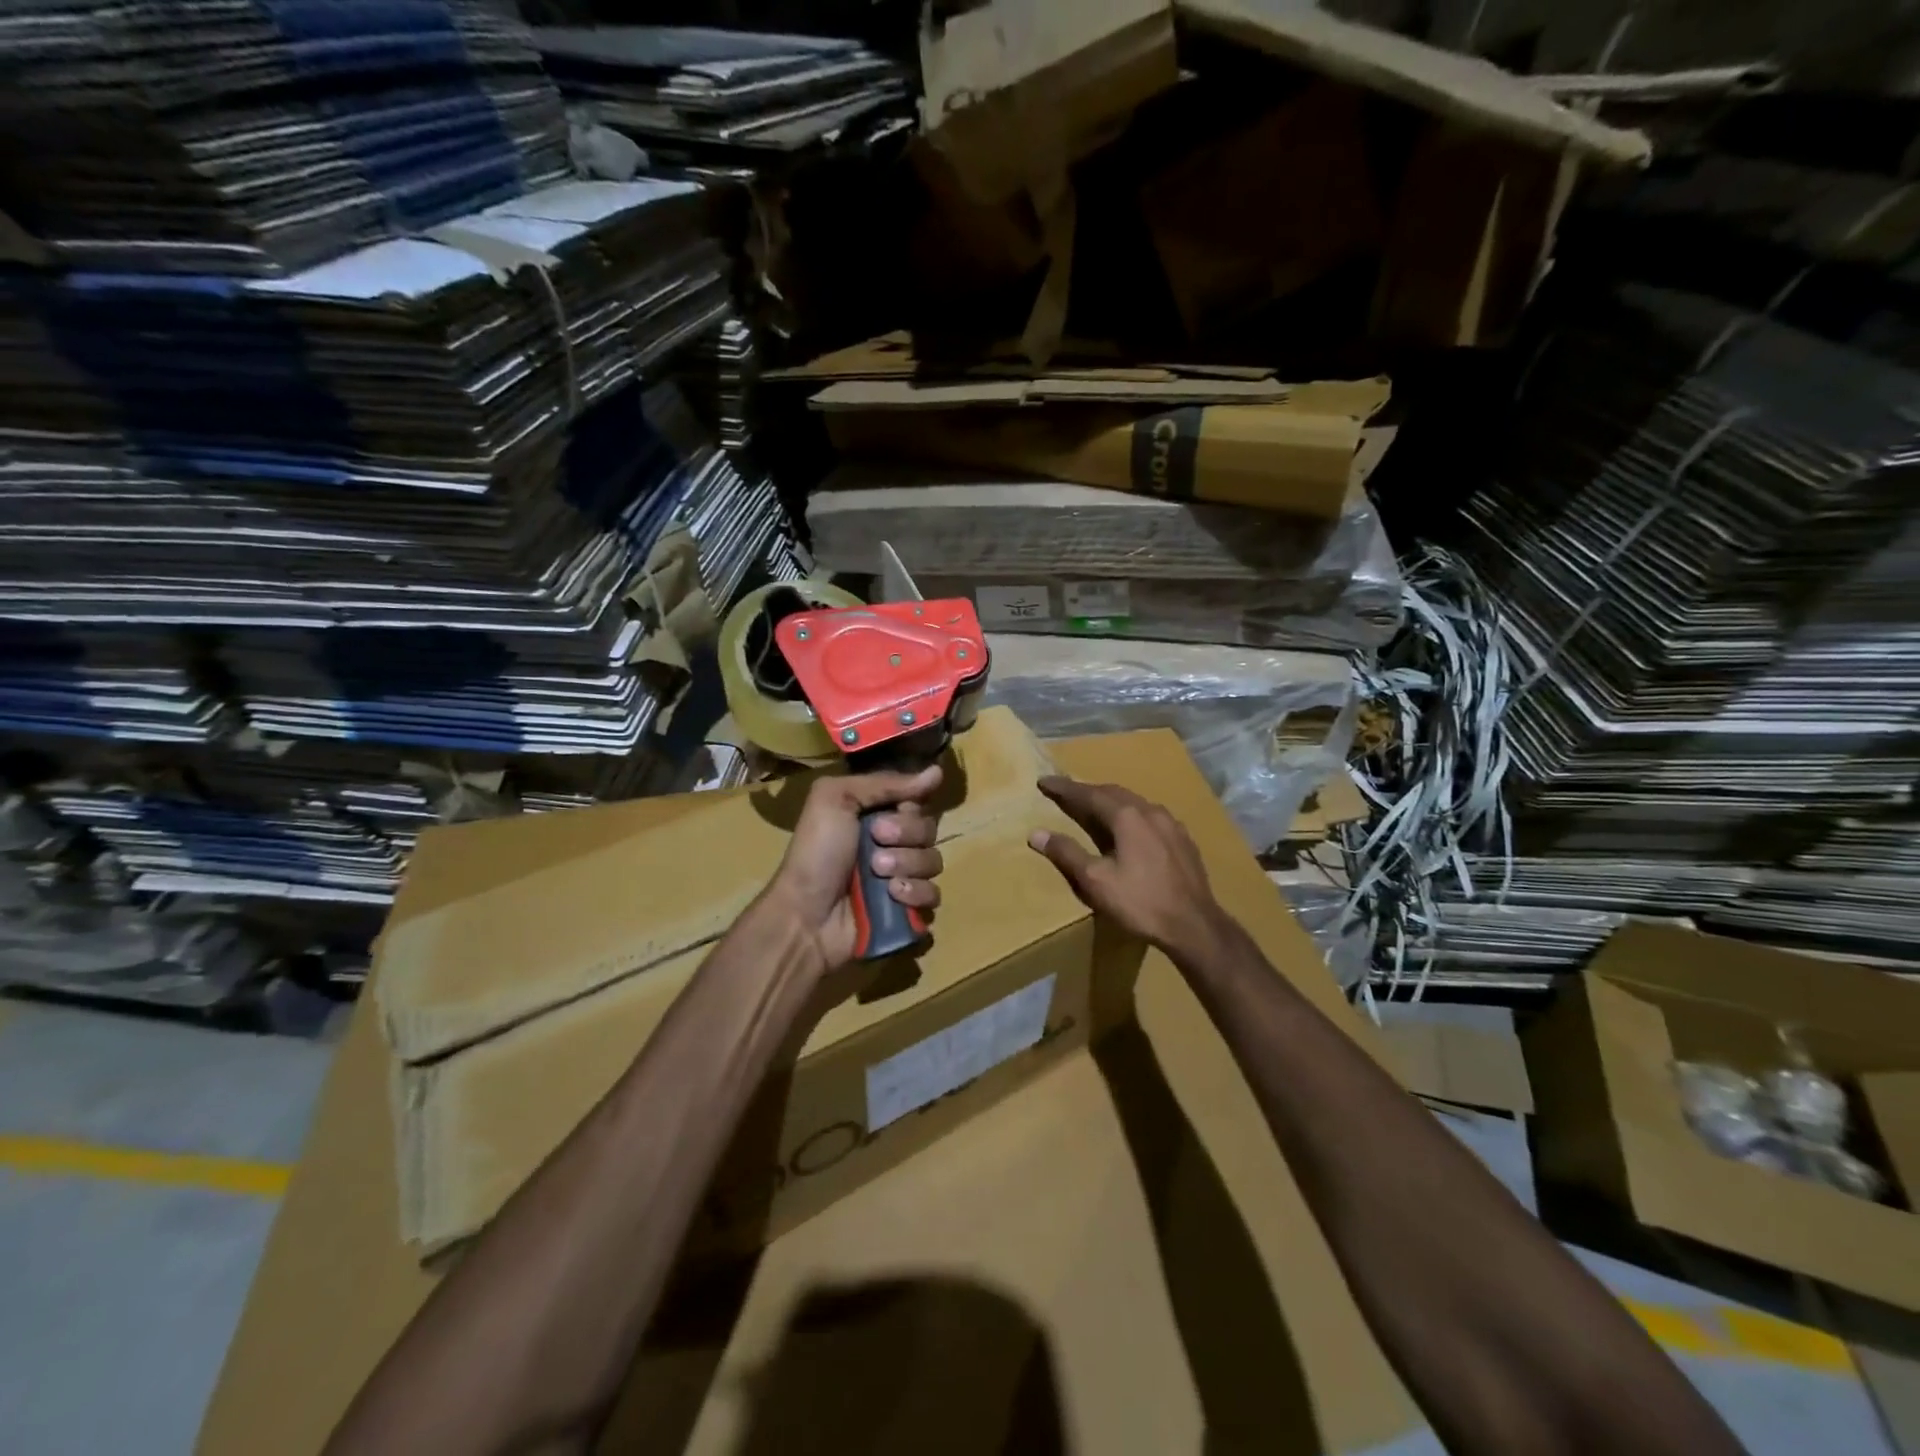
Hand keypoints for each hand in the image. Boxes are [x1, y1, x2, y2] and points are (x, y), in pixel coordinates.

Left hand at [762, 764, 944, 977]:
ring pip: (934, 861)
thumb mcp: (834, 799)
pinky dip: (916, 894)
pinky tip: (892, 897)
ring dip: (907, 865)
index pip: (916, 801)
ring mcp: (903, 878)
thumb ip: (884, 783)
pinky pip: (934, 896)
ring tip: (878, 875)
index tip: (892, 812)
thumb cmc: (816, 853)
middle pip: (929, 829)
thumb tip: (937, 772)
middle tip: (876, 843)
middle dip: (905, 836)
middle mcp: (893, 844)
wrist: (806, 915)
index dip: (909, 806)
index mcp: (876, 815)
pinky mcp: (909, 910)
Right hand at [1028, 776, 1227, 957]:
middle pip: (1113, 793)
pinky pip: (1151, 817)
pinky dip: (1131, 816)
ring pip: (1135, 803)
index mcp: (1127, 816)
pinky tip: (1131, 830)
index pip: (1089, 794)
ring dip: (1111, 802)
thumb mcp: (1095, 881)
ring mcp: (1172, 824)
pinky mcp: (1184, 840)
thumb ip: (1066, 853)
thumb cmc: (1140, 902)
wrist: (1194, 926)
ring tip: (1095, 808)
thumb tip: (1036, 833)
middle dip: (1087, 791)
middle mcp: (1151, 811)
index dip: (1064, 788)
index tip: (1044, 782)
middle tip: (1066, 793)